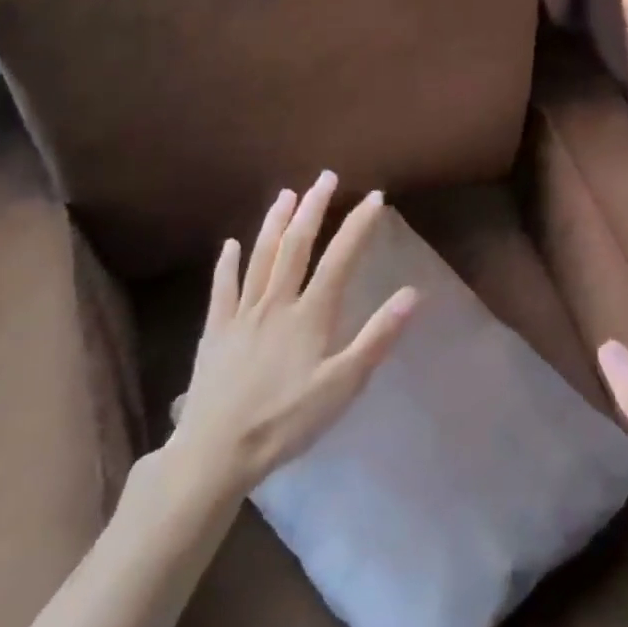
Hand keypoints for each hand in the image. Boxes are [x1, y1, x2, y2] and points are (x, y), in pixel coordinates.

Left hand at [167, 171, 418, 498]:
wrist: (217, 449)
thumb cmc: (287, 421)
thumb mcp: (342, 386)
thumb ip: (377, 337)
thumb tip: (412, 294)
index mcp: (310, 315)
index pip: (340, 259)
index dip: (358, 225)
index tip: (374, 197)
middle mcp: (276, 303)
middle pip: (296, 246)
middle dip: (313, 208)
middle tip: (325, 177)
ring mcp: (241, 314)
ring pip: (260, 257)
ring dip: (274, 223)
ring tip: (286, 194)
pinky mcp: (215, 330)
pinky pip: (222, 288)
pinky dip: (227, 263)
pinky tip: (229, 245)